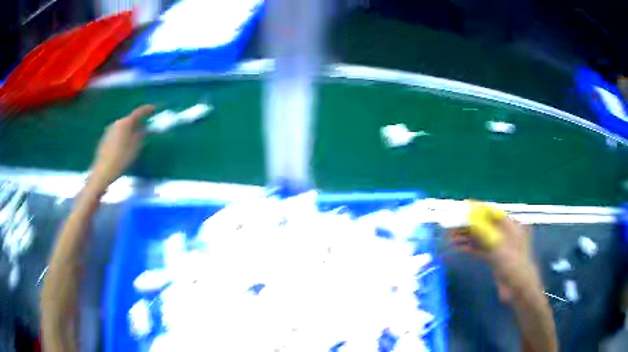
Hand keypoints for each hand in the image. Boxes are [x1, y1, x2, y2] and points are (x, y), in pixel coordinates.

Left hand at [90, 105, 154, 190]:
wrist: (102, 172)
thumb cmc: (120, 160)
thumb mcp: (135, 148)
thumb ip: (142, 135)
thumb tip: (147, 128)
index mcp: (124, 123)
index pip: (138, 112)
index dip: (147, 109)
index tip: (155, 108)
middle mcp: (116, 123)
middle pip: (130, 119)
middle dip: (139, 121)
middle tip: (147, 125)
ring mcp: (109, 130)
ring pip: (123, 126)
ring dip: (131, 128)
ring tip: (137, 136)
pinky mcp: (105, 138)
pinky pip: (118, 132)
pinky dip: (124, 135)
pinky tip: (125, 145)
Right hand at [448, 215, 538, 302]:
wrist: (518, 287)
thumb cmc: (513, 263)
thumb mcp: (498, 246)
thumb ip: (484, 231)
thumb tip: (469, 218)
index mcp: (510, 225)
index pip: (491, 213)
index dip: (476, 210)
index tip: (461, 209)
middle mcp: (504, 233)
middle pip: (483, 225)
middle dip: (468, 225)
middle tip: (452, 226)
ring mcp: (499, 245)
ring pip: (480, 237)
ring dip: (466, 237)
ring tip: (450, 237)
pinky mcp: (493, 257)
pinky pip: (479, 249)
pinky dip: (469, 247)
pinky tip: (457, 247)